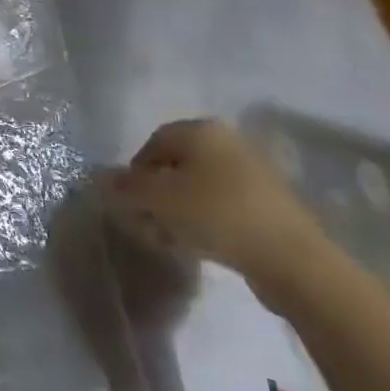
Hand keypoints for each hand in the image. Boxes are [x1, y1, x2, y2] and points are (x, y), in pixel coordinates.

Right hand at [102, 118, 327, 304]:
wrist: (293, 260)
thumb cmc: (217, 215)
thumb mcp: (160, 200)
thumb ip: (126, 187)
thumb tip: (97, 176)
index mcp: (202, 130)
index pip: (153, 143)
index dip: (135, 173)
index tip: (130, 202)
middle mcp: (227, 142)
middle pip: (176, 165)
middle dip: (156, 195)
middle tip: (148, 223)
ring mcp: (252, 173)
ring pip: (198, 188)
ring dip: (178, 211)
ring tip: (170, 239)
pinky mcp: (268, 205)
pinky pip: (222, 206)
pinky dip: (205, 221)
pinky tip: (199, 245)